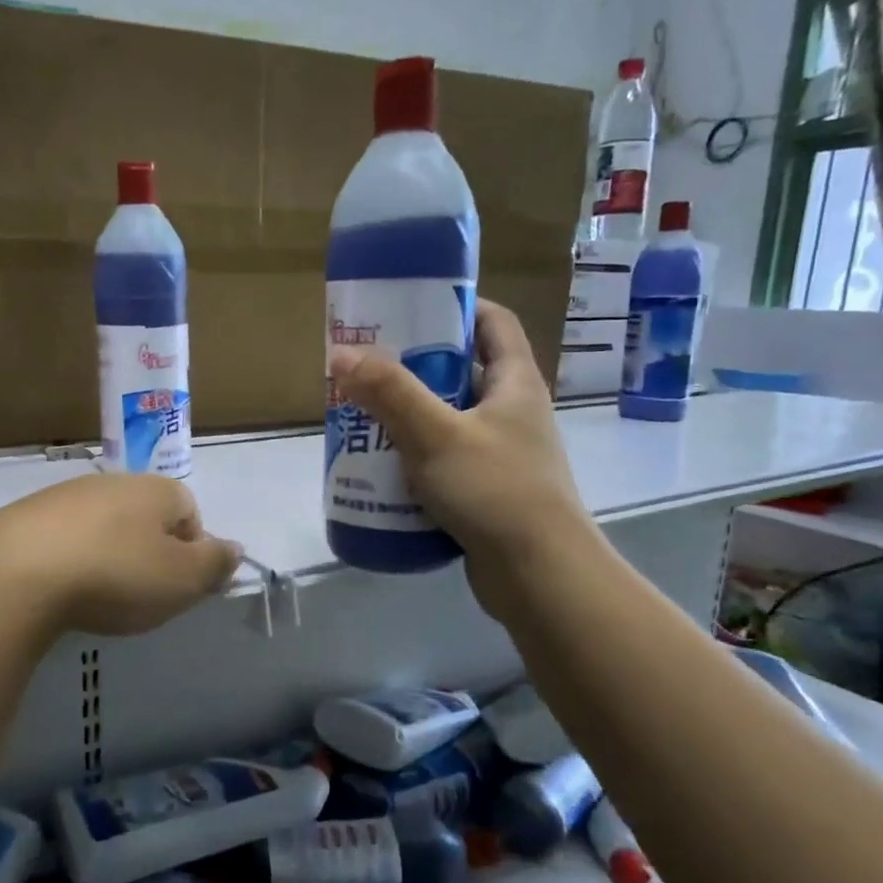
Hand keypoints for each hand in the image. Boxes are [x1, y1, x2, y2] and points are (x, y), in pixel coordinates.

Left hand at [0, 473, 242, 637]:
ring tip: (97, 597)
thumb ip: (215, 564)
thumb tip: (234, 549)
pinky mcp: (24, 517)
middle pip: (145, 518)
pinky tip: (59, 592)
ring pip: (103, 527)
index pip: (190, 511)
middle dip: (149, 554)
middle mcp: (112, 483)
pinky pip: (63, 539)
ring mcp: (64, 496)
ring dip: (108, 557)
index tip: (178, 586)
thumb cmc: (116, 575)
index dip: (191, 551)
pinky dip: (69, 562)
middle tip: (141, 595)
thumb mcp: (183, 579)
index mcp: (156, 490)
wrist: (14, 574)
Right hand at [329, 300, 596, 622]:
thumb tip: (342, 354)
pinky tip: (382, 471)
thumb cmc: (495, 491)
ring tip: (363, 419)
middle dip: (414, 368)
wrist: (539, 576)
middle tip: (368, 370)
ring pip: (449, 421)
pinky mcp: (488, 493)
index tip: (410, 306)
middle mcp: (513, 413)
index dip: (457, 306)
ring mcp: (502, 455)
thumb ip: (389, 393)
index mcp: (515, 384)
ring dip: (409, 418)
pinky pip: (445, 463)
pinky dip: (416, 460)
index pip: (493, 322)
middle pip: (462, 372)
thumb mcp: (436, 434)